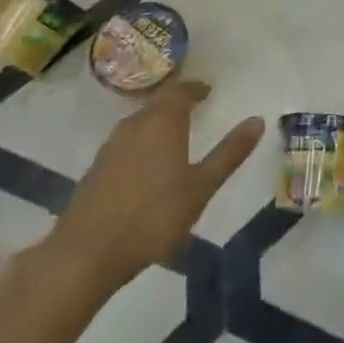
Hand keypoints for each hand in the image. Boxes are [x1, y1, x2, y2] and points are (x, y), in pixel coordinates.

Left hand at [35, 80, 263, 307]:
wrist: (86, 254)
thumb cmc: (153, 217)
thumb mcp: (201, 187)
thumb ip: (230, 153)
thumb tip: (257, 120)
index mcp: (163, 121)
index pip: (180, 91)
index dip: (195, 88)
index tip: (207, 91)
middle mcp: (135, 124)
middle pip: (157, 104)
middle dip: (176, 104)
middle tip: (194, 109)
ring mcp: (111, 146)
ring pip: (139, 122)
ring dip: (157, 122)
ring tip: (173, 136)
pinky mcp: (96, 169)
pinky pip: (126, 142)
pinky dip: (141, 143)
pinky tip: (147, 165)